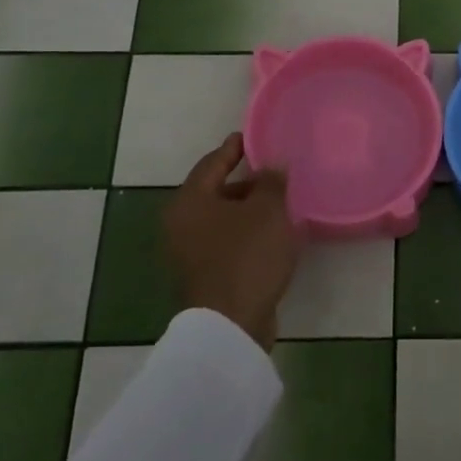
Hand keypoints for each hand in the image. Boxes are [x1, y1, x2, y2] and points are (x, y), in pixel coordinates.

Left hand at [164, 133, 296, 350]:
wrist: (231, 324)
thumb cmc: (247, 256)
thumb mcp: (268, 211)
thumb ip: (271, 181)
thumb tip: (272, 165)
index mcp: (189, 201)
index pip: (213, 162)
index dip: (235, 148)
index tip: (252, 137)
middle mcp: (181, 224)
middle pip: (215, 190)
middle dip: (245, 181)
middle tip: (274, 172)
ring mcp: (188, 252)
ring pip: (221, 218)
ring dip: (247, 209)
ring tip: (279, 203)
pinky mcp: (203, 274)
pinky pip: (226, 241)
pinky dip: (245, 232)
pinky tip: (271, 234)